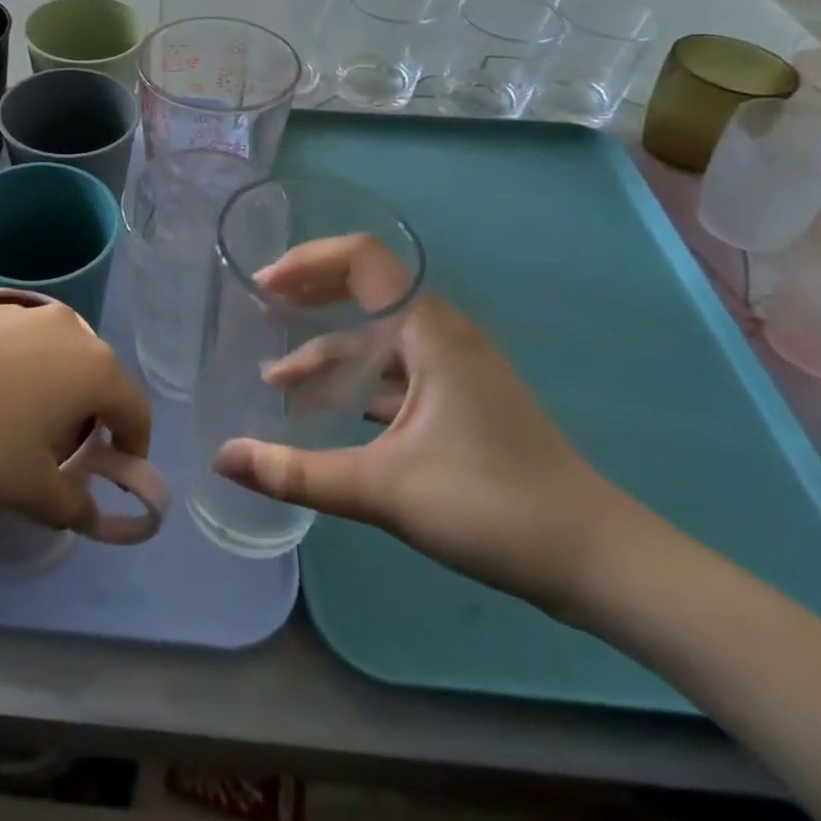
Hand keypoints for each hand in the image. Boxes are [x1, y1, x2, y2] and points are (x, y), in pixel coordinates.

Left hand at [0, 300, 152, 533]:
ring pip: (53, 354)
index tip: (116, 472)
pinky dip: (11, 369)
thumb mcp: (29, 489)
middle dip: (89, 415)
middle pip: (94, 375)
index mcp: (92, 366)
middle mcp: (65, 327)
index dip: (134, 445)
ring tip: (13, 424)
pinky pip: (12, 342)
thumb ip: (72, 504)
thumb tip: (89, 511)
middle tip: (61, 452)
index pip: (135, 408)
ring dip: (49, 388)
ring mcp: (19, 310)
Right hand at [211, 235, 625, 609]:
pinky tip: (324, 414)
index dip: (308, 261)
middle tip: (260, 310)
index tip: (262, 286)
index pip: (363, 259)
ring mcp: (453, 369)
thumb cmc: (494, 507)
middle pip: (366, 290)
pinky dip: (353, 384)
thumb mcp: (385, 489)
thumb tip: (222, 459)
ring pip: (377, 341)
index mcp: (430, 331)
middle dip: (310, 296)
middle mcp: (441, 335)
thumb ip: (298, 473)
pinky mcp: (458, 401)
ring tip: (276, 380)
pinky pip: (393, 373)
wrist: (598, 561)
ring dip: (326, 352)